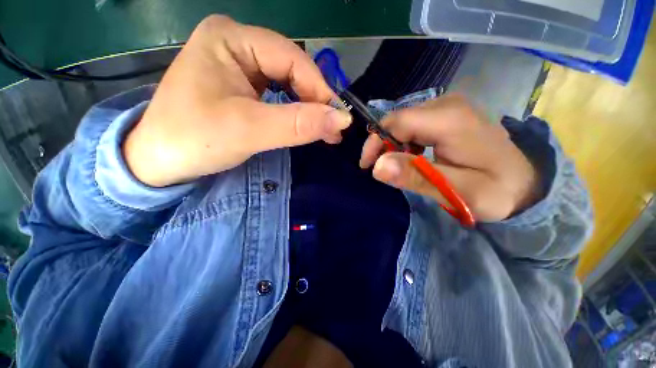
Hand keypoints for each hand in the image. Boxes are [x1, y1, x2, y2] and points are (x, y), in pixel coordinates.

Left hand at [123, 15, 351, 186]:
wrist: (158, 160)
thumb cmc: (194, 140)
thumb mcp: (249, 130)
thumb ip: (297, 124)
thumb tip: (342, 119)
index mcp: (231, 38)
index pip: (292, 58)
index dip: (320, 90)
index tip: (338, 118)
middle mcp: (236, 43)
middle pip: (292, 69)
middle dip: (315, 100)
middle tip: (334, 127)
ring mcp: (239, 64)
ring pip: (288, 83)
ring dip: (308, 107)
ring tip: (325, 128)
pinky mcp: (241, 85)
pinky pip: (279, 94)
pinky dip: (295, 110)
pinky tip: (304, 123)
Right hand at [359, 95, 539, 221]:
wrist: (525, 183)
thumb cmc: (496, 190)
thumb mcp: (456, 191)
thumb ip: (417, 177)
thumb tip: (377, 167)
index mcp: (450, 120)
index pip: (396, 122)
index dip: (376, 142)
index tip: (367, 166)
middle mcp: (447, 104)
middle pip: (398, 120)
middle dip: (383, 145)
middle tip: (383, 169)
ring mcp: (449, 107)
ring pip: (404, 122)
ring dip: (393, 144)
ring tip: (399, 165)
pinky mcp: (449, 114)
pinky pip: (414, 124)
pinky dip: (405, 141)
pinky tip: (413, 156)